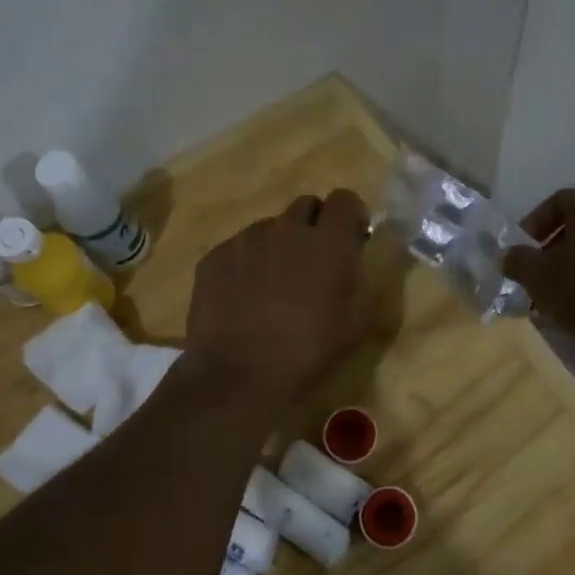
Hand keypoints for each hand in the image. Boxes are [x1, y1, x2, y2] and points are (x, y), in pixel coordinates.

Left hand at [184, 190, 370, 406]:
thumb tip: (352, 257)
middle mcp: (287, 228)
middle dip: (314, 225)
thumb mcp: (357, 321)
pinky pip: (238, 248)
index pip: (344, 199)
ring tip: (273, 284)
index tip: (351, 238)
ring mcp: (246, 239)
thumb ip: (359, 277)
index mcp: (328, 240)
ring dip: (279, 245)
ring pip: (269, 228)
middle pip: (305, 206)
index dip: (350, 216)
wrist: (239, 375)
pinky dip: (247, 263)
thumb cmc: (309, 350)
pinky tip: (244, 297)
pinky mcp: (215, 257)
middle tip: (313, 261)